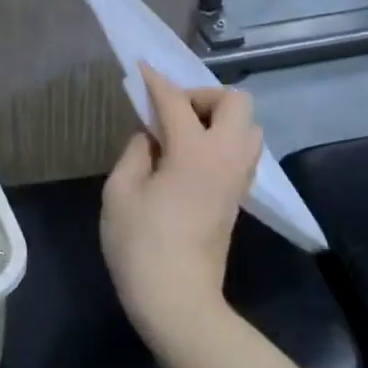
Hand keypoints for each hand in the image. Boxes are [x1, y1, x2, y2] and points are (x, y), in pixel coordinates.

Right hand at [101, 63, 262, 338]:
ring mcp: (237, 178)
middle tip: (170, 112)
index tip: (141, 68)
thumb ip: (136, 152)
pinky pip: (241, 150)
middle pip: (235, 102)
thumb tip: (151, 136)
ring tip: (181, 134)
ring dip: (217, 117)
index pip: (175, 101)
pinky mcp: (237, 196)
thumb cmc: (140, 245)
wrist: (177, 299)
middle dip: (202, 95)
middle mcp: (225, 157)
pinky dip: (221, 139)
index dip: (155, 81)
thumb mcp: (120, 192)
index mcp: (193, 152)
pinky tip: (189, 156)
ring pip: (247, 126)